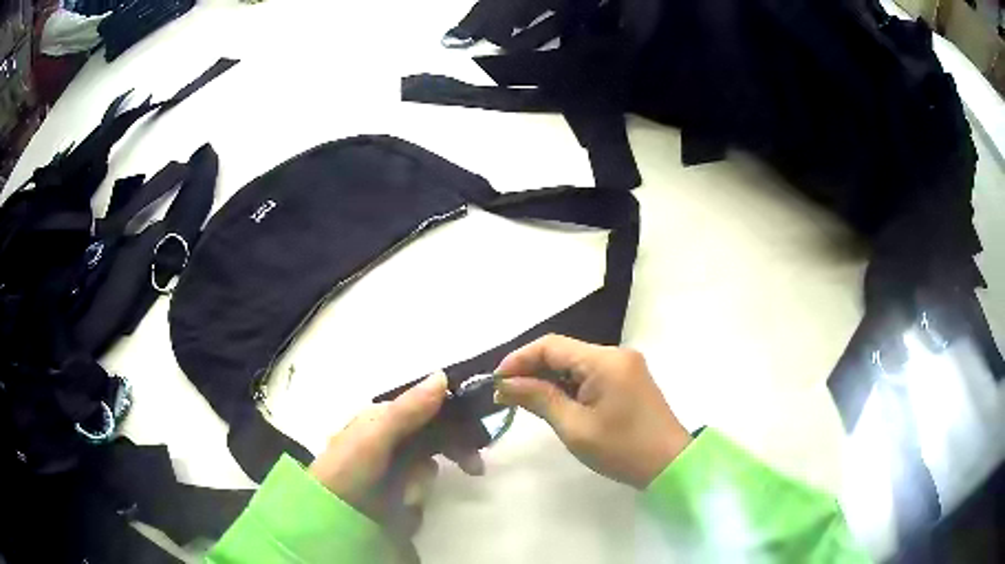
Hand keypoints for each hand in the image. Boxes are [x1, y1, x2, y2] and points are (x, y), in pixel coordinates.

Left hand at [308, 372, 483, 519]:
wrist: (329, 512)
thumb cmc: (350, 467)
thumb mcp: (377, 435)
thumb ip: (408, 409)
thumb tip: (443, 375)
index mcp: (384, 417)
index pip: (429, 408)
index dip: (455, 418)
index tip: (477, 434)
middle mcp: (391, 437)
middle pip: (434, 437)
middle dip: (452, 452)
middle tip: (475, 469)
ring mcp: (392, 465)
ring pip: (427, 466)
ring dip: (422, 481)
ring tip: (407, 497)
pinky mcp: (394, 488)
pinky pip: (418, 486)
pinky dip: (416, 493)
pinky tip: (404, 502)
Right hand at [494, 335, 691, 488]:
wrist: (669, 464)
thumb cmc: (621, 449)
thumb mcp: (574, 427)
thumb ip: (539, 398)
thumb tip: (505, 384)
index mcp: (605, 360)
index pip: (551, 346)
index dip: (519, 359)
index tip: (496, 381)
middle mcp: (616, 354)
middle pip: (563, 351)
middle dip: (532, 369)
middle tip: (505, 395)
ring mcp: (625, 365)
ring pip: (575, 363)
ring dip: (549, 378)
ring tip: (523, 400)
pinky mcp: (628, 378)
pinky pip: (590, 373)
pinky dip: (568, 385)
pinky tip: (553, 401)